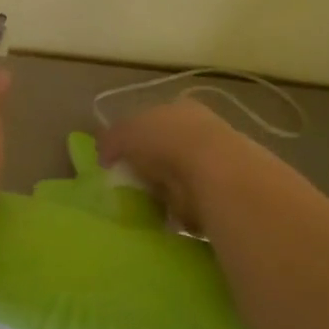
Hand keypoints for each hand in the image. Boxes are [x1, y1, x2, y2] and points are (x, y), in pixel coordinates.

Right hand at [98, 98, 248, 233]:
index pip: (153, 121)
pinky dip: (181, 213)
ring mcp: (216, 161)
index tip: (120, 161)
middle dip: (150, 168)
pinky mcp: (224, 193)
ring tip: (149, 207)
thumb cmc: (166, 141)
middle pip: (166, 150)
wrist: (214, 172)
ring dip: (166, 192)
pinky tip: (169, 220)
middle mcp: (200, 129)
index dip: (134, 139)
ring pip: (180, 178)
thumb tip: (104, 155)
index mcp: (178, 108)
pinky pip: (193, 204)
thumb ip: (111, 140)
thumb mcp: (125, 132)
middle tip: (131, 187)